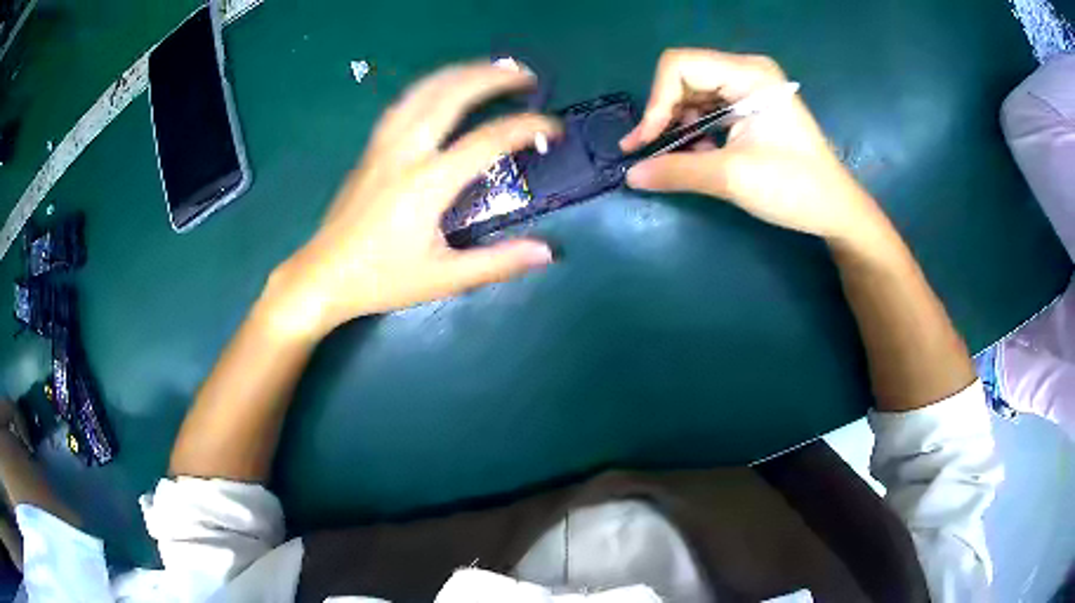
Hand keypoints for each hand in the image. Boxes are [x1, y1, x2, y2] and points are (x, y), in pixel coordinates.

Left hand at [267, 63, 560, 338]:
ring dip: (461, 72)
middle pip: (452, 95)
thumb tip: (547, 252)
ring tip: (490, 68)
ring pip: (423, 90)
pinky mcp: (370, 148)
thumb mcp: (443, 279)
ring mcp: (383, 145)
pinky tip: (443, 87)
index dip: (527, 128)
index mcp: (427, 183)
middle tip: (525, 75)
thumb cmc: (381, 280)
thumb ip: (497, 263)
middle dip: (493, 77)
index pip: (488, 141)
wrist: (321, 276)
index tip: (553, 129)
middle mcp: (405, 152)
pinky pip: (405, 102)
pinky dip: (432, 85)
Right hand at [621, 48, 885, 242]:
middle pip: (684, 77)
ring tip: (675, 157)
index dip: (657, 101)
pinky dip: (695, 130)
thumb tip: (630, 175)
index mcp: (748, 74)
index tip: (648, 141)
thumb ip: (677, 171)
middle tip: (650, 151)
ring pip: (693, 94)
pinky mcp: (751, 107)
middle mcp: (747, 71)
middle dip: (664, 114)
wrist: (835, 210)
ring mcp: (750, 88)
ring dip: (678, 124)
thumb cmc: (794, 188)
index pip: (680, 65)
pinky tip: (696, 154)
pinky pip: (708, 108)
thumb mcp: (732, 177)